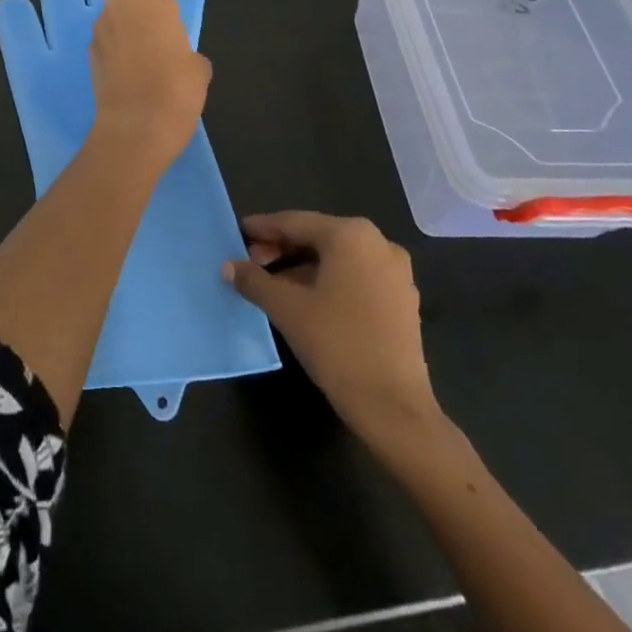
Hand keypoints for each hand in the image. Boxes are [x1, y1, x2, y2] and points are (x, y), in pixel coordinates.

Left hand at [87, 0, 210, 168]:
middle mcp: (120, 7)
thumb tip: (181, 60)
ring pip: (115, 26)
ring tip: (141, 69)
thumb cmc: (176, 88)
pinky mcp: (87, 54)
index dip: (166, 20)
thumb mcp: (199, 68)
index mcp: (152, 0)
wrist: (136, 124)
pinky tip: (126, 80)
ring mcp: (99, 30)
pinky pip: (105, 47)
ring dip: (125, 39)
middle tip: (157, 53)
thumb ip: (188, 53)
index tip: (173, 42)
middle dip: (141, 24)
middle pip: (132, 8)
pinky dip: (113, 57)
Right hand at [224, 212, 441, 448]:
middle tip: (250, 263)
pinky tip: (304, 300)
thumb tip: (228, 266)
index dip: (262, 228)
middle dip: (281, 248)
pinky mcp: (402, 300)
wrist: (394, 408)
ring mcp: (395, 273)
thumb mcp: (286, 308)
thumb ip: (254, 280)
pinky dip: (327, 281)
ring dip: (301, 266)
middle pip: (317, 237)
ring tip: (272, 284)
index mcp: (351, 235)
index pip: (294, 222)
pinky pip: (355, 277)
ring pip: (336, 258)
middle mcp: (378, 243)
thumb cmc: (337, 344)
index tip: (237, 233)